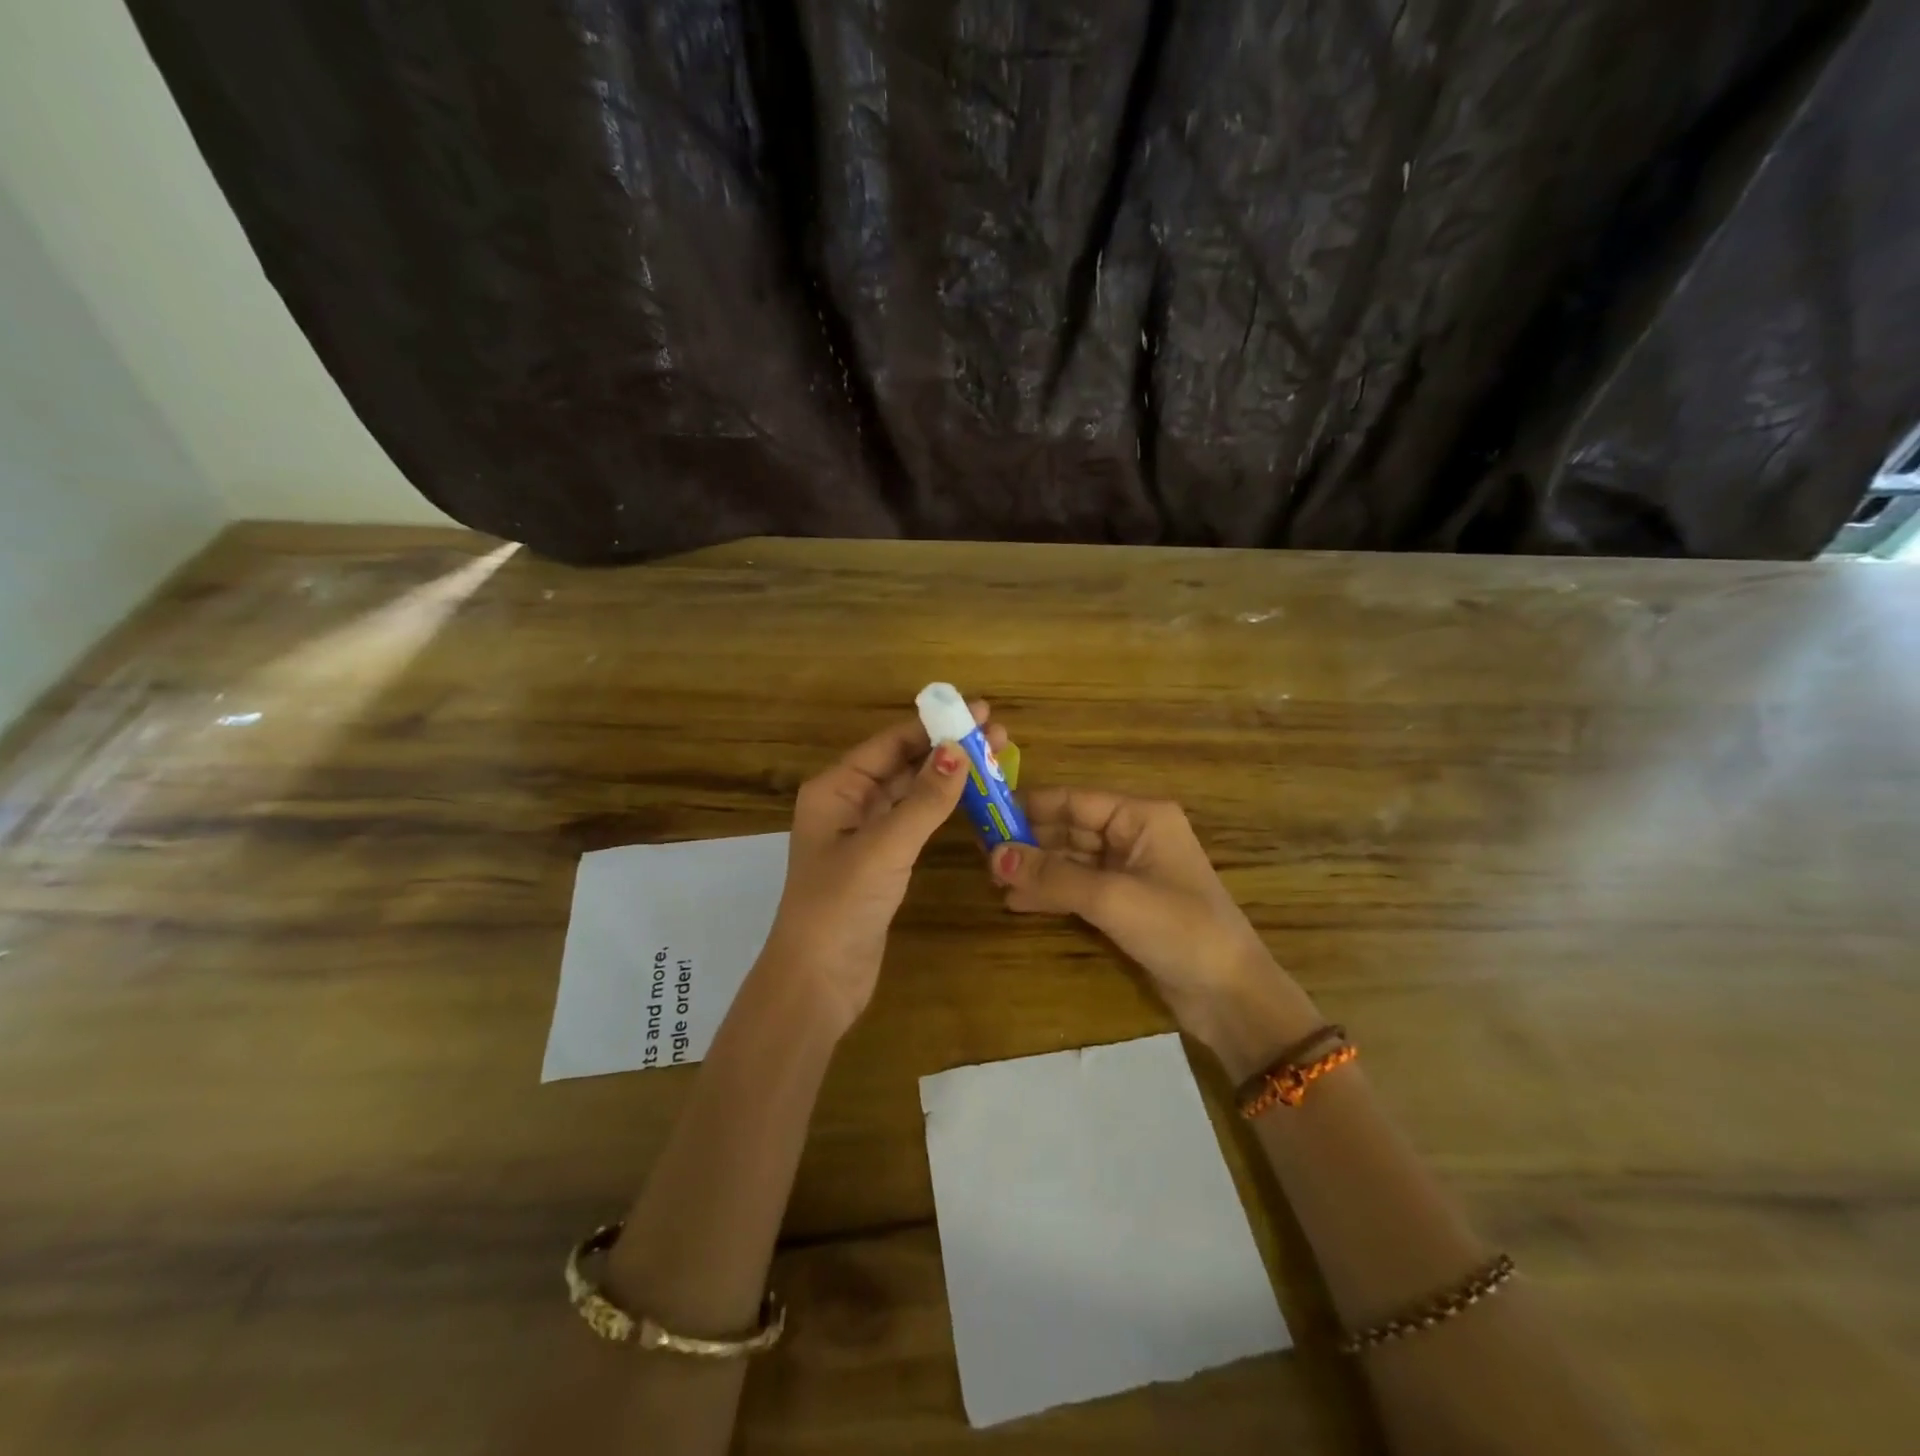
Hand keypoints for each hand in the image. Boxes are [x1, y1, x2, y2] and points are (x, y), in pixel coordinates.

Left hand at [765, 704, 1005, 1036]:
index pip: (890, 743)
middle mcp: (848, 804)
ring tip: (995, 757)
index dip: (934, 725)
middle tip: (998, 732)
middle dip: (948, 747)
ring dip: (948, 775)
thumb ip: (923, 800)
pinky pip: (915, 821)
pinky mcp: (881, 862)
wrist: (818, 981)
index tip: (979, 711)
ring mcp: (865, 834)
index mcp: (835, 789)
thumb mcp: (884, 847)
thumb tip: (959, 750)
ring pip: (911, 792)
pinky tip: (970, 797)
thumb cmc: (840, 905)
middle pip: (902, 763)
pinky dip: (942, 807)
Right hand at [989, 789, 1317, 1072]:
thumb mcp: (1112, 897)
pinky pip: (1079, 888)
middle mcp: (1134, 836)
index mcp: (1141, 817)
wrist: (1230, 996)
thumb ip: (1052, 876)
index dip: (1030, 806)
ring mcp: (1130, 871)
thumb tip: (994, 857)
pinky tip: (1017, 902)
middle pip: (1070, 828)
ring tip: (993, 882)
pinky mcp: (1125, 904)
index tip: (986, 816)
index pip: (1074, 800)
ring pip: (1071, 860)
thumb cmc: (1179, 929)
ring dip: (1036, 870)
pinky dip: (1051, 893)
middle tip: (982, 857)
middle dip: (1029, 842)